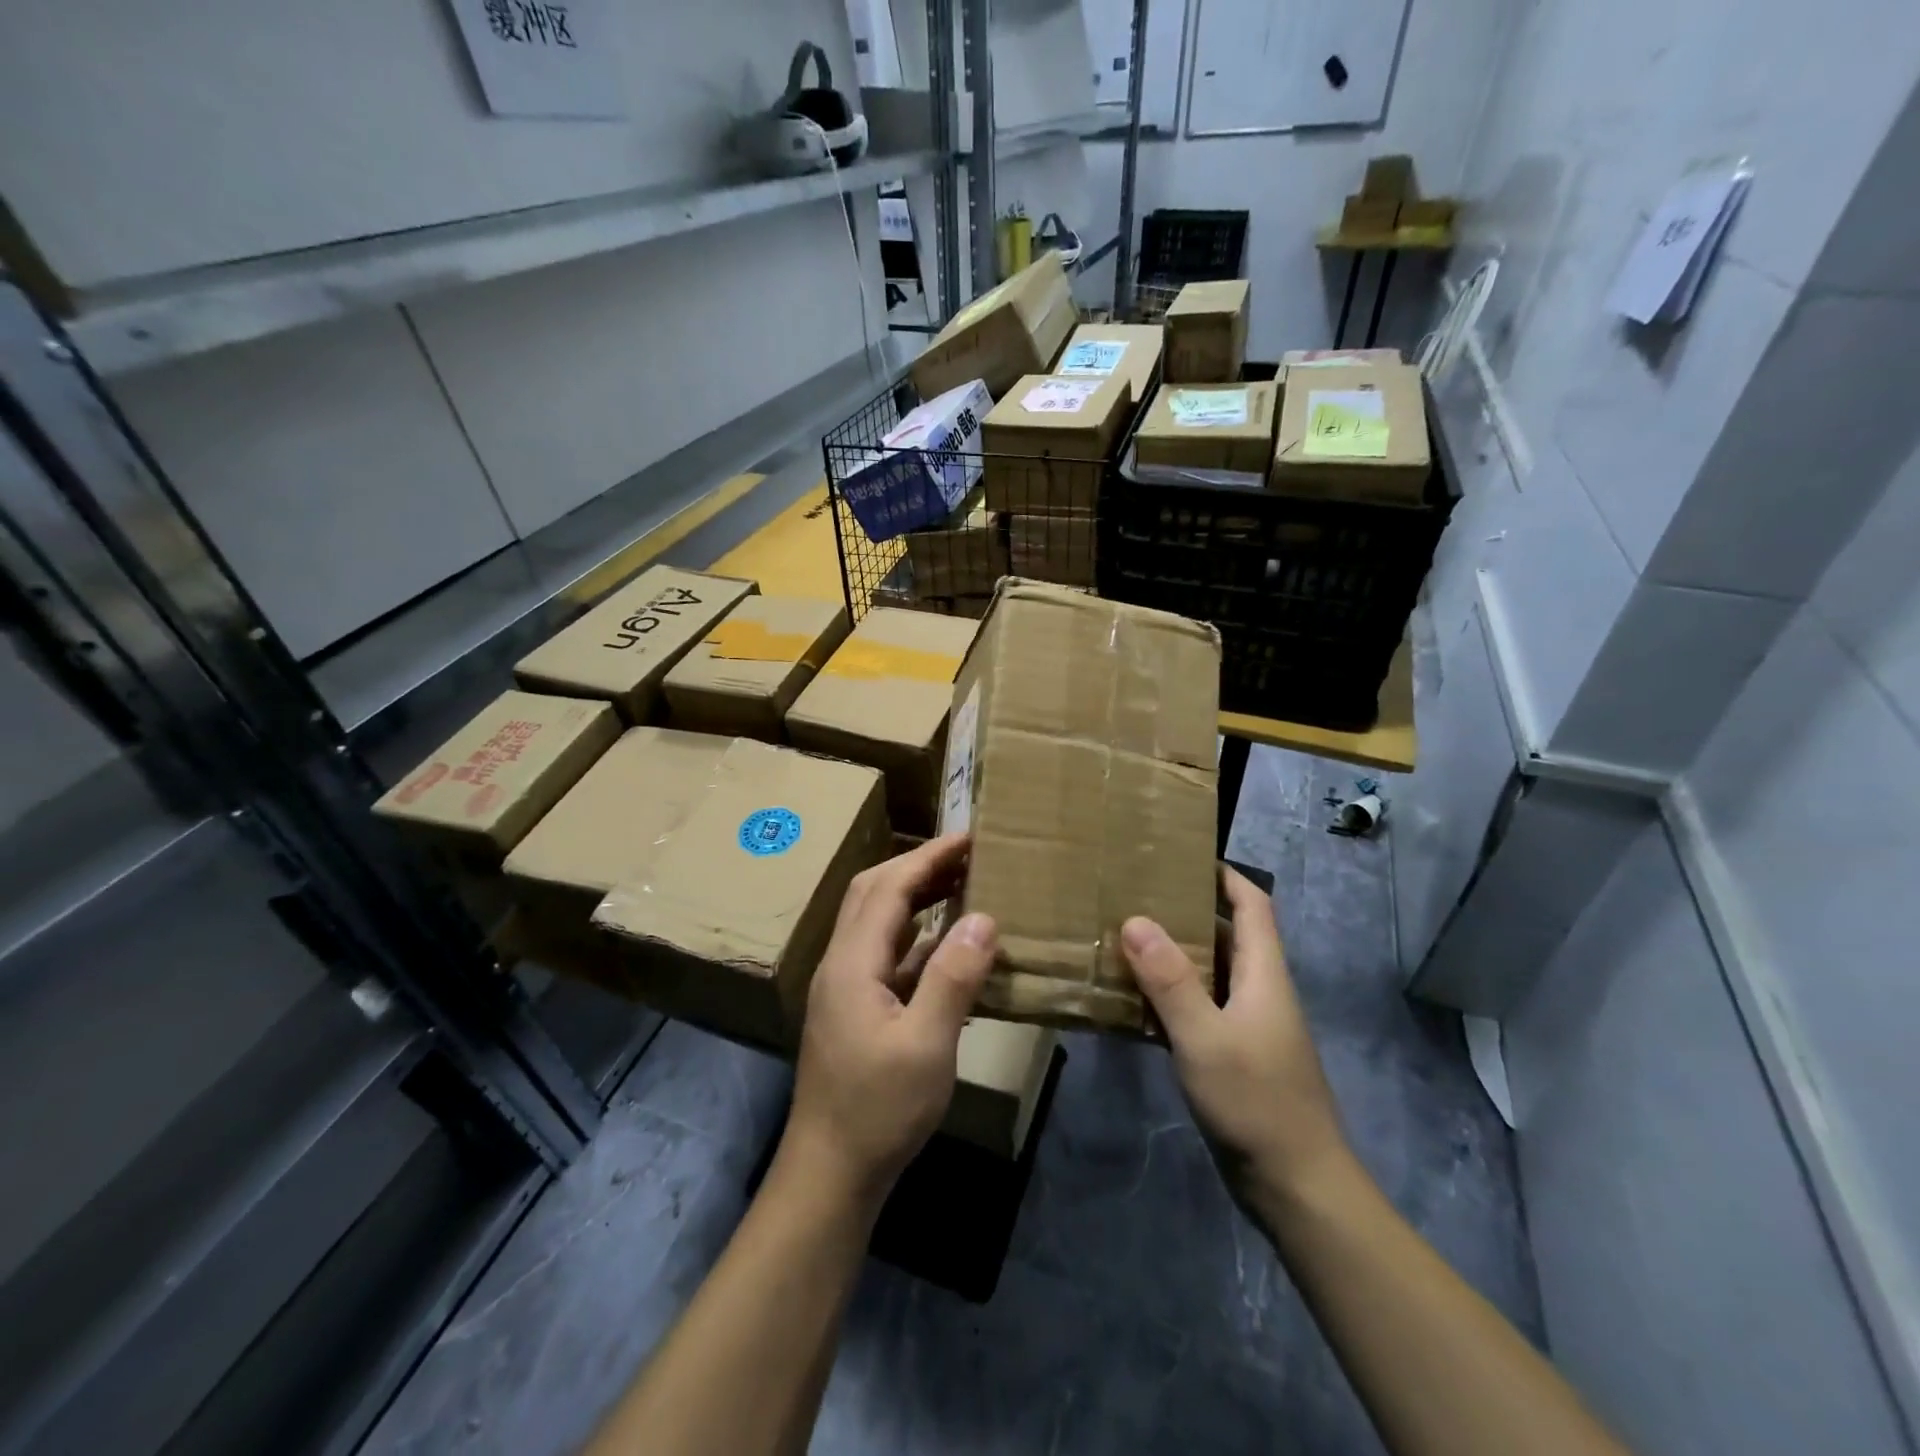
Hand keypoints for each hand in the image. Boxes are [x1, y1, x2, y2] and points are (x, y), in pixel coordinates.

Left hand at [783, 833, 997, 1206]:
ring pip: (878, 921)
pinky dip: (916, 936)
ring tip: (962, 885)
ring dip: (916, 896)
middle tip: (967, 855)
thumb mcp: (927, 1045)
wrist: (830, 1172)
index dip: (929, 856)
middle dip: (919, 866)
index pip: (889, 887)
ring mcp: (844, 986)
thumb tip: (984, 917)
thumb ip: (954, 977)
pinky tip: (947, 945)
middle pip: (875, 893)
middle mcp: (841, 962)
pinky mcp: (854, 1008)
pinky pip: (886, 953)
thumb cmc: (879, 1110)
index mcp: (852, 961)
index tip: (970, 837)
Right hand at [1121, 867, 1350, 1208]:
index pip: (1252, 905)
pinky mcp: (1234, 1056)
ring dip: (1172, 956)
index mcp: (1264, 974)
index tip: (1181, 856)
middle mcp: (1259, 991)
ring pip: (1209, 974)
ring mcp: (1248, 1026)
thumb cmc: (1256, 1102)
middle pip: (1227, 935)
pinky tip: (1133, 1002)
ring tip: (1124, 940)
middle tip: (1134, 896)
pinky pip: (1198, 1010)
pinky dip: (1169, 998)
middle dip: (1186, 911)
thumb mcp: (1205, 1037)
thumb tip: (1135, 920)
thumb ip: (1170, 980)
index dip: (1224, 875)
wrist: (1297, 1187)